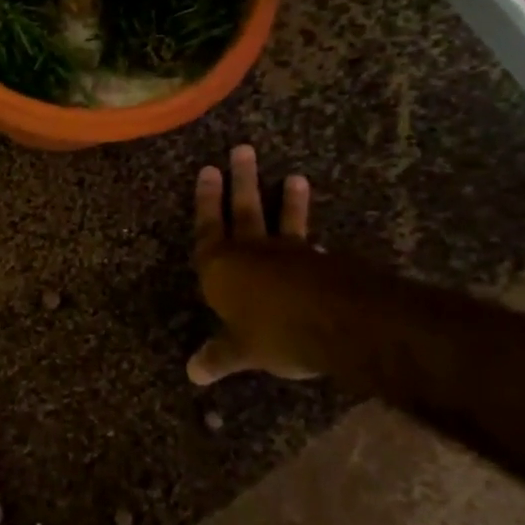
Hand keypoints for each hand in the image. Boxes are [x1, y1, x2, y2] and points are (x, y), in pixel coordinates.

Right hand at [188, 144, 323, 385]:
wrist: (332, 323)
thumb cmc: (271, 333)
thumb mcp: (240, 351)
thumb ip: (219, 356)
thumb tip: (192, 373)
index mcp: (220, 267)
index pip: (207, 227)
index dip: (206, 200)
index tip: (208, 169)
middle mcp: (250, 252)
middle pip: (243, 210)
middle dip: (241, 181)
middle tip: (242, 150)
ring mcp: (288, 254)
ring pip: (283, 221)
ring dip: (287, 201)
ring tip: (294, 177)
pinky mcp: (320, 263)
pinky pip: (311, 247)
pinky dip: (312, 242)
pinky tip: (320, 244)